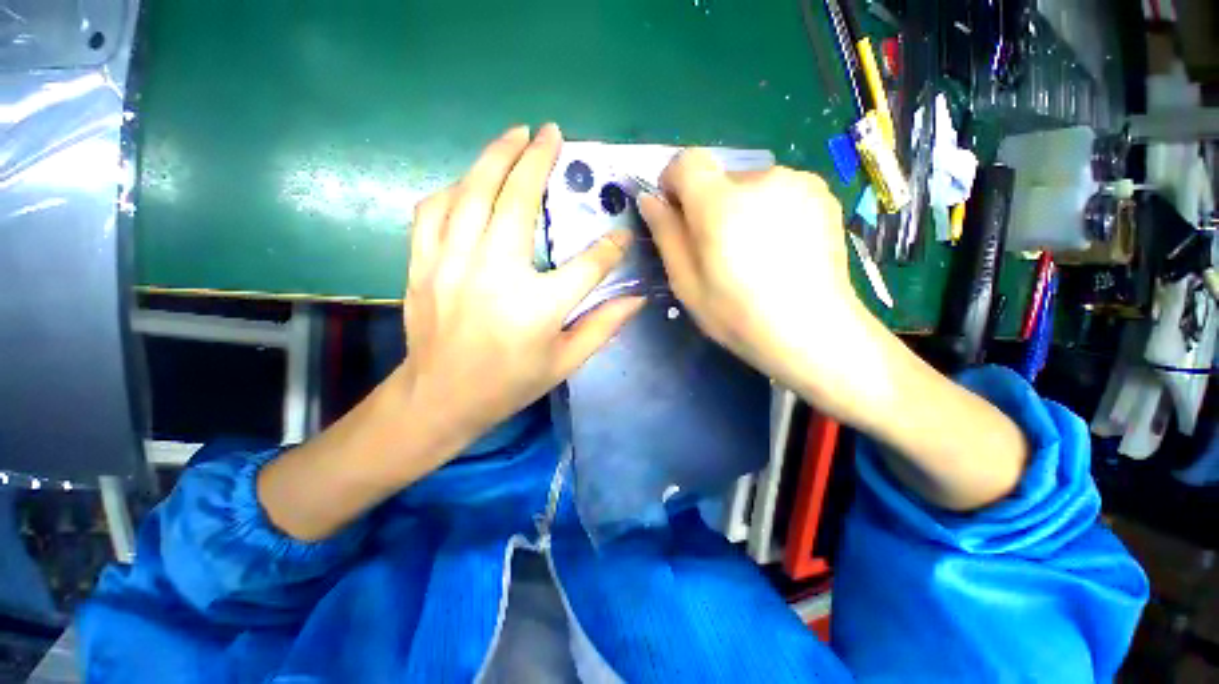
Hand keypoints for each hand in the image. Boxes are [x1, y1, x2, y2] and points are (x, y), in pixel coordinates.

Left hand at [401, 123, 643, 443]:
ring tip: (514, 135)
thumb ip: (604, 326)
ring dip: (494, 157)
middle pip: (518, 201)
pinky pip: (434, 210)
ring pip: (471, 192)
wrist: (441, 398)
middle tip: (550, 133)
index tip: (621, 234)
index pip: (588, 264)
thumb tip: (638, 298)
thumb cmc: (509, 383)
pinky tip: (469, 183)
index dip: (610, 247)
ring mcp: (451, 264)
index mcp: (537, 306)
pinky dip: (454, 188)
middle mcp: (494, 274)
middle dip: (537, 161)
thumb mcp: (565, 362)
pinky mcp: (423, 264)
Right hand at [638, 149, 878, 403]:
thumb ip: (666, 234)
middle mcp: (762, 178)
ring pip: (751, 186)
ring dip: (742, 210)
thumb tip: (649, 199)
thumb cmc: (738, 315)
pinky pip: (780, 192)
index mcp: (721, 203)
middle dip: (710, 206)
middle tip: (719, 251)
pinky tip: (781, 250)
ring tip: (754, 254)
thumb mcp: (686, 282)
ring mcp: (799, 182)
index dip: (674, 183)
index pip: (686, 161)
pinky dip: (771, 212)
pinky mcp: (822, 194)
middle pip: (719, 178)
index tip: (677, 215)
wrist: (813, 332)